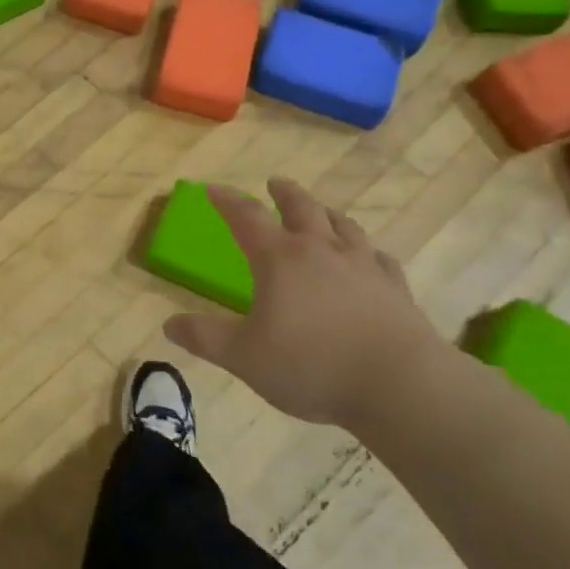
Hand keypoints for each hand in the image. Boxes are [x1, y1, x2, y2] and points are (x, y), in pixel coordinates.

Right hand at [162, 180, 453, 430]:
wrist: (400, 385)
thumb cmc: (311, 365)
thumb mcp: (244, 357)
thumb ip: (205, 338)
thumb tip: (169, 325)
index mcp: (279, 259)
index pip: (247, 218)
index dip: (227, 201)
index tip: (213, 188)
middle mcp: (321, 251)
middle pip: (302, 209)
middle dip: (285, 194)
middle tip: (275, 183)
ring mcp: (363, 267)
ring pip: (344, 227)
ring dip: (328, 214)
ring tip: (322, 212)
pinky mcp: (396, 290)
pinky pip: (381, 260)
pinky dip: (369, 253)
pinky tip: (371, 259)